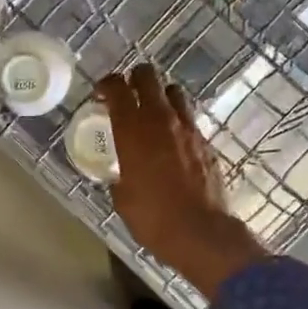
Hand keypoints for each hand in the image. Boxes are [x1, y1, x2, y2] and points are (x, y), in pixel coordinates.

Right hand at [99, 64, 267, 299]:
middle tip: (127, 94)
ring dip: (160, 96)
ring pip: (174, 92)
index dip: (107, 84)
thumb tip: (122, 174)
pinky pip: (189, 119)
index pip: (117, 88)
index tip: (101, 93)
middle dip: (135, 79)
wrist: (200, 232)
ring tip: (153, 113)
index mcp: (132, 130)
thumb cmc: (152, 217)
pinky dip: (178, 122)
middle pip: (148, 77)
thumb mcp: (122, 197)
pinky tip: (173, 142)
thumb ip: (119, 175)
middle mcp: (160, 120)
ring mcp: (187, 128)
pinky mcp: (206, 142)